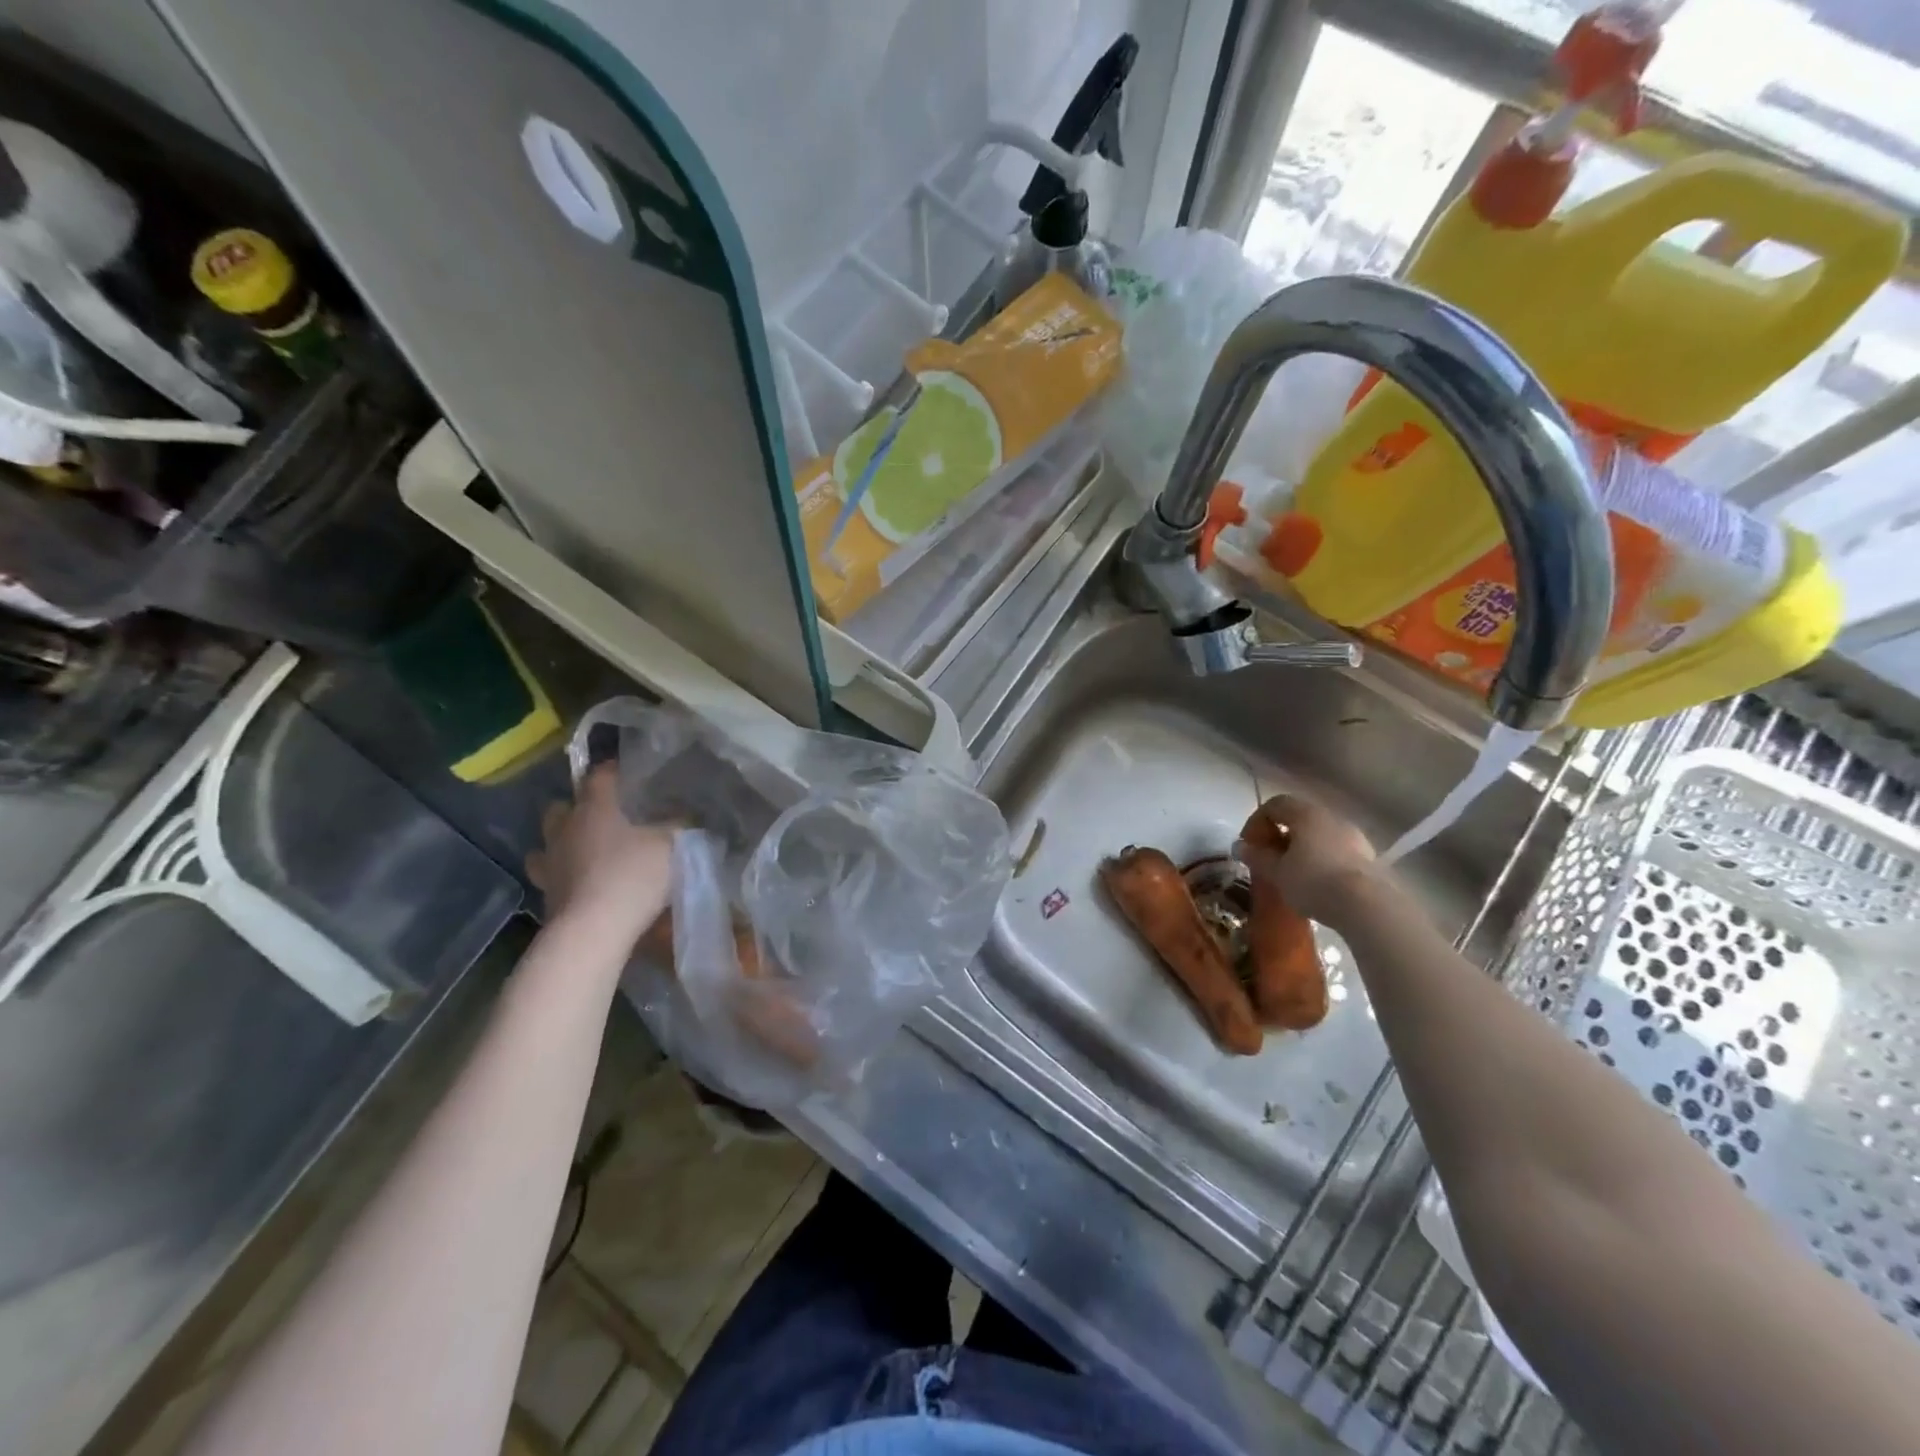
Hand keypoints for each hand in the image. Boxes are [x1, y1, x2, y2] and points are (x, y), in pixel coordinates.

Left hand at [526, 762, 673, 948]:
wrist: (593, 929)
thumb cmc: (633, 875)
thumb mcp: (672, 845)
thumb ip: (680, 825)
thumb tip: (688, 814)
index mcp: (596, 806)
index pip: (600, 775)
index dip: (614, 771)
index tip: (630, 774)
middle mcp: (566, 826)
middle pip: (563, 805)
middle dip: (579, 806)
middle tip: (606, 815)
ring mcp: (550, 859)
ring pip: (549, 839)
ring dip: (564, 839)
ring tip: (586, 847)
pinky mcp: (545, 890)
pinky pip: (548, 872)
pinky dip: (561, 872)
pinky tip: (577, 878)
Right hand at [1235, 793, 1379, 925]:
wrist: (1367, 906)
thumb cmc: (1313, 882)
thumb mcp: (1277, 872)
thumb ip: (1257, 856)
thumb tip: (1240, 846)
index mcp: (1305, 814)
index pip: (1275, 805)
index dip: (1256, 821)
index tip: (1248, 845)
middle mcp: (1331, 817)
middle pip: (1298, 818)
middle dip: (1279, 835)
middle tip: (1267, 858)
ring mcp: (1353, 836)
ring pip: (1319, 834)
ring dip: (1301, 847)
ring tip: (1291, 872)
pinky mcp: (1368, 857)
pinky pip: (1335, 850)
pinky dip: (1321, 859)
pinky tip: (1316, 882)